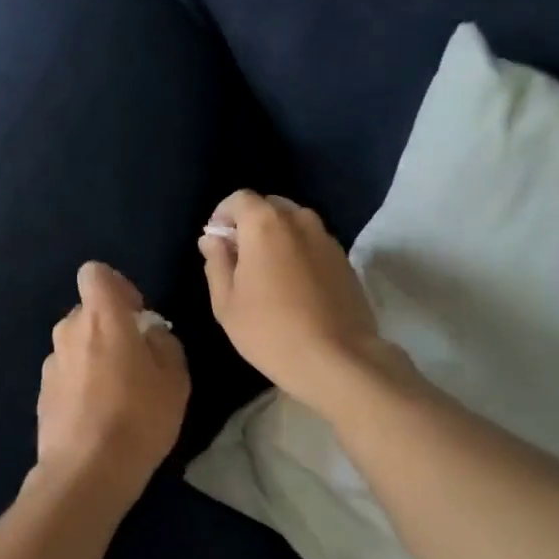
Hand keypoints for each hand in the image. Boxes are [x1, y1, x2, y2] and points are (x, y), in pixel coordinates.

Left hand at [36, 262, 189, 503]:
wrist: (86, 472)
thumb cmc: (139, 418)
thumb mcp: (175, 379)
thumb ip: (163, 343)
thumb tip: (149, 334)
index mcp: (102, 318)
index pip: (95, 273)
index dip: (116, 286)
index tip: (135, 314)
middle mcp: (69, 331)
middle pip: (87, 311)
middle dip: (109, 325)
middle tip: (134, 359)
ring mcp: (51, 363)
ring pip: (75, 343)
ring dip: (93, 355)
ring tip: (117, 392)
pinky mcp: (42, 393)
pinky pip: (66, 373)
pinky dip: (80, 382)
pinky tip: (97, 415)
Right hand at [199, 191, 390, 410]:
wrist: (337, 359)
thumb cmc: (269, 330)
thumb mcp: (226, 302)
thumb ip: (216, 262)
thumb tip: (213, 239)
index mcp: (266, 223)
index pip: (239, 199)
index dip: (223, 216)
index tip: (216, 244)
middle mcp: (300, 220)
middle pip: (269, 207)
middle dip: (250, 225)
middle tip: (240, 261)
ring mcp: (327, 239)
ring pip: (294, 224)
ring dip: (276, 239)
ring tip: (268, 276)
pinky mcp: (345, 260)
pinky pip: (313, 244)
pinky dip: (298, 253)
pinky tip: (294, 288)